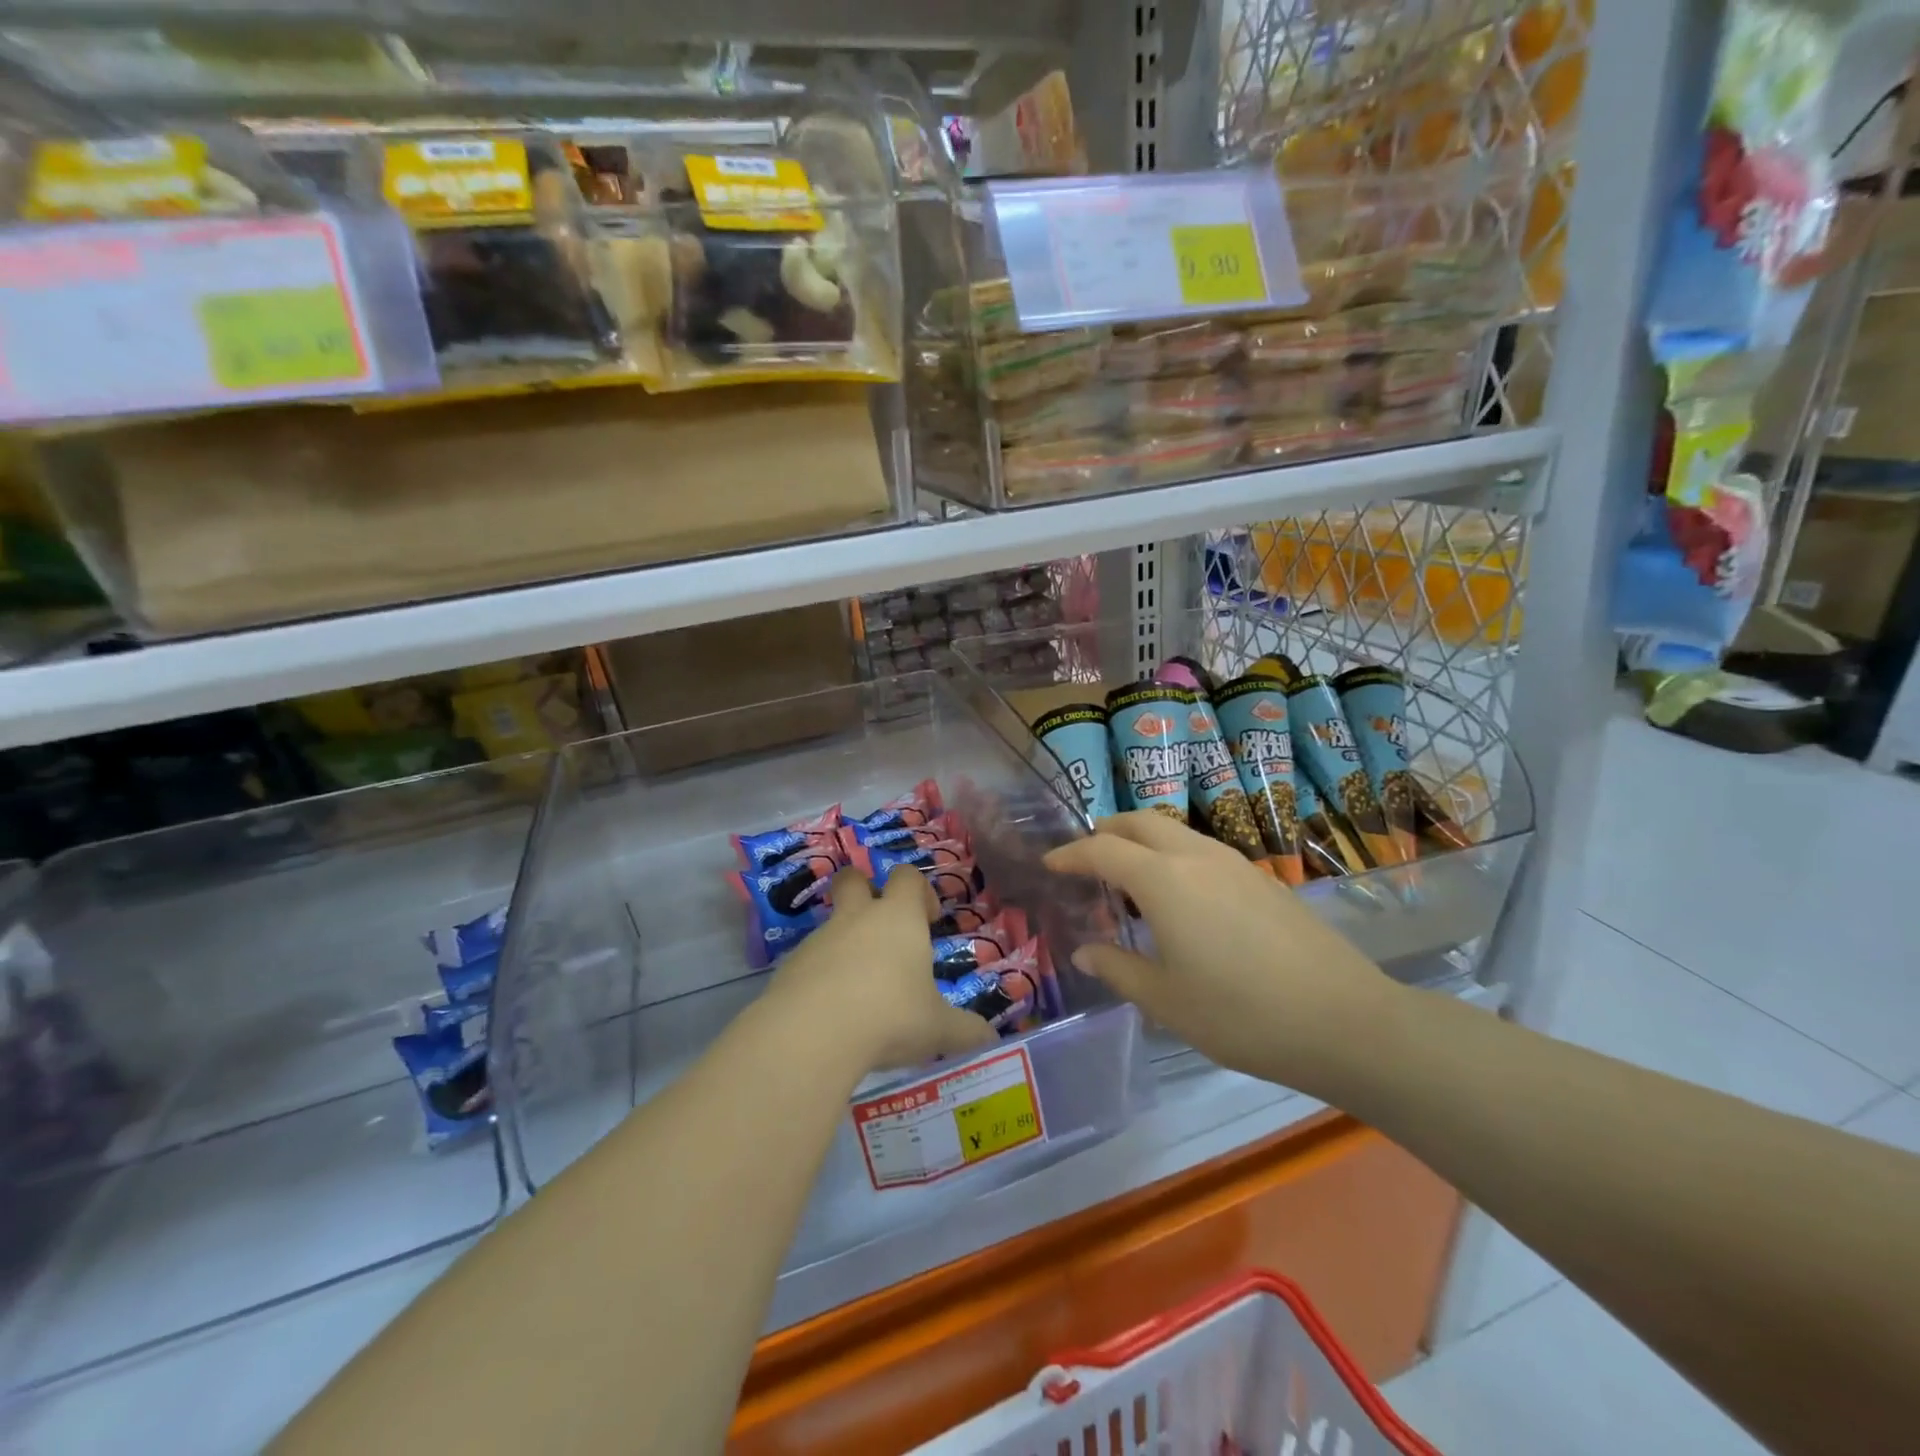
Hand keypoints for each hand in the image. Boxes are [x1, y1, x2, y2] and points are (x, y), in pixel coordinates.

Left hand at [765, 868, 997, 1075]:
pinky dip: (821, 977)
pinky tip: (832, 1013)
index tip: (929, 919)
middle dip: (865, 890)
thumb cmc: (890, 1016)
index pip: (907, 876)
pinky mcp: (789, 967)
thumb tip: (990, 1039)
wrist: (811, 1034)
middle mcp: (857, 918)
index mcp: (898, 918)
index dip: (920, 890)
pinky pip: (809, 961)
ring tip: (861, 990)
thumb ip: (965, 1031)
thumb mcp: (938, 1029)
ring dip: (845, 944)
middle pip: (854, 879)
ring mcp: (819, 939)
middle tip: (882, 927)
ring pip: (831, 925)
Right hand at [1044, 812, 1394, 1096]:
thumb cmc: (1241, 1014)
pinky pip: (1202, 850)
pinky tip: (1180, 897)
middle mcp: (1196, 857)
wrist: (1345, 1021)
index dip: (1071, 854)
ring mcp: (1235, 864)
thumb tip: (1085, 951)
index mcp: (1163, 880)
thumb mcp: (1166, 1001)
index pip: (1102, 850)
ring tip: (1128, 878)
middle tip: (1086, 856)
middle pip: (1140, 822)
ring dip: (1142, 841)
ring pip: (1175, 832)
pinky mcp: (1263, 879)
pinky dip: (1173, 856)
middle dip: (1106, 830)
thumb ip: (1118, 969)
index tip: (1050, 864)